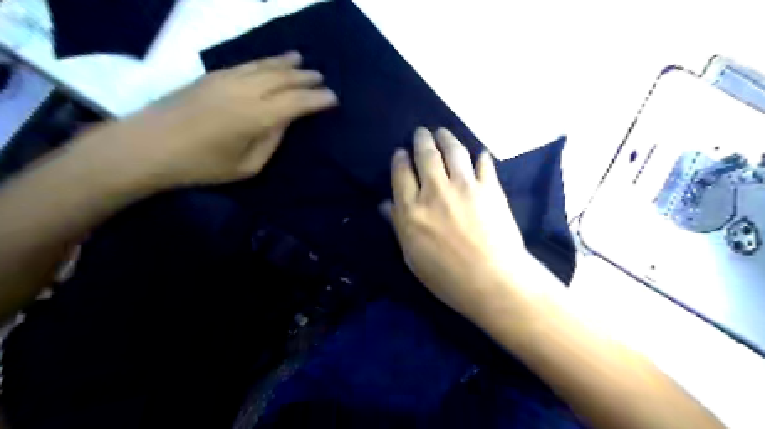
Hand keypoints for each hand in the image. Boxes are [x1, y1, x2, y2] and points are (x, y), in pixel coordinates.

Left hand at [68, 51, 337, 191]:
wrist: (146, 147)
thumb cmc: (201, 166)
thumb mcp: (246, 166)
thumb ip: (271, 141)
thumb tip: (283, 121)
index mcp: (257, 117)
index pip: (296, 102)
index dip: (317, 99)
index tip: (333, 98)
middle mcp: (245, 91)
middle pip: (283, 79)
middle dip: (305, 78)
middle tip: (322, 78)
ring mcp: (226, 79)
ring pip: (265, 66)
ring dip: (286, 64)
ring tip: (302, 61)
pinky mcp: (211, 76)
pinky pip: (246, 64)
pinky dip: (264, 61)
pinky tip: (271, 61)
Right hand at [389, 127, 532, 321]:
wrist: (492, 281)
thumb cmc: (447, 277)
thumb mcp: (412, 257)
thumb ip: (398, 226)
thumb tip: (385, 204)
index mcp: (412, 210)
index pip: (401, 175)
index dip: (400, 160)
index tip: (401, 152)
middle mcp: (435, 191)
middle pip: (426, 156)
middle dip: (421, 140)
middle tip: (421, 132)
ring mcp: (464, 187)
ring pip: (453, 152)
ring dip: (446, 138)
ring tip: (442, 132)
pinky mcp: (489, 188)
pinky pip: (484, 164)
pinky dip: (480, 157)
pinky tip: (479, 153)